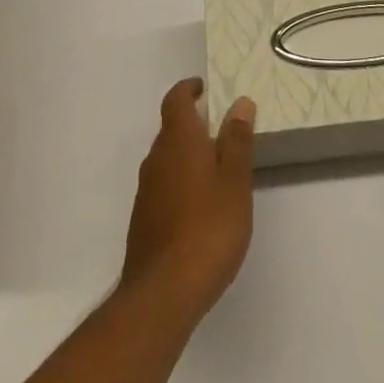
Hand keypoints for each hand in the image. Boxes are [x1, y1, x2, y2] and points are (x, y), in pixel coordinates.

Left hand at [118, 78, 256, 325]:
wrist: (162, 294)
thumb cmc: (207, 228)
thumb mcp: (235, 181)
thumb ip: (237, 140)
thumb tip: (240, 102)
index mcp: (178, 139)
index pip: (176, 99)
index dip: (189, 89)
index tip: (205, 88)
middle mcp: (156, 157)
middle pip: (170, 128)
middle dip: (192, 124)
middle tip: (221, 131)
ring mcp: (146, 191)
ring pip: (166, 159)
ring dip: (186, 156)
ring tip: (215, 170)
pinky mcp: (143, 221)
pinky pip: (162, 187)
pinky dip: (179, 183)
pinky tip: (197, 208)